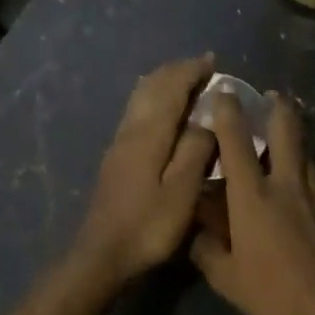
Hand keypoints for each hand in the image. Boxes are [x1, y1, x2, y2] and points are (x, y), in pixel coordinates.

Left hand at [71, 55, 217, 287]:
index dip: (190, 72)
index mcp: (148, 134)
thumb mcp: (182, 192)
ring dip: (162, 84)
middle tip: (201, 67)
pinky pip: (137, 113)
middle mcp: (130, 131)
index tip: (212, 60)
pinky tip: (163, 113)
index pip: (170, 89)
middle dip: (175, 72)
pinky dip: (154, 101)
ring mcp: (119, 144)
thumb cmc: (148, 226)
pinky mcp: (116, 159)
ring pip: (140, 99)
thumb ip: (196, 151)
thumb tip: (206, 122)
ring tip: (185, 82)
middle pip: (150, 87)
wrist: (102, 254)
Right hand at [190, 92, 314, 314]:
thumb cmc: (274, 292)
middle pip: (285, 131)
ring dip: (294, 132)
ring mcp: (314, 195)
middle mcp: (285, 185)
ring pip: (305, 150)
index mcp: (253, 197)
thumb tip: (198, 233)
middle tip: (271, 95)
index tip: (223, 91)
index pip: (236, 143)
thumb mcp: (227, 279)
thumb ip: (207, 251)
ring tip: (284, 125)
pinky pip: (314, 176)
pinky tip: (297, 175)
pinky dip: (303, 164)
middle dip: (278, 107)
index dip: (228, 113)